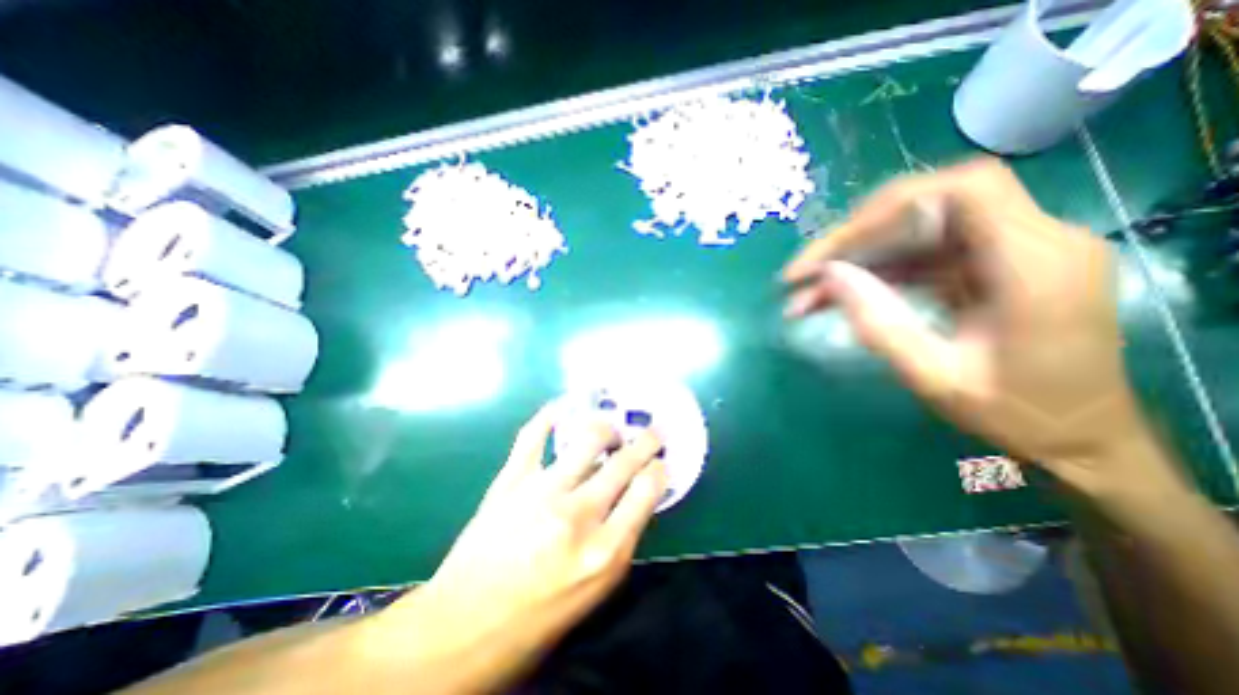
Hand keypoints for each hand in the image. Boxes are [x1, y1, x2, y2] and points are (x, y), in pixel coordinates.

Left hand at [378, 404, 666, 692]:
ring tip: (612, 429)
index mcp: (604, 552)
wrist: (462, 629)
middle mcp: (577, 515)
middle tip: (653, 430)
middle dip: (646, 440)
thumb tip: (634, 495)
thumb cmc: (538, 617)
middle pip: (624, 461)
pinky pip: (533, 435)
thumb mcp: (595, 590)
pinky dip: (550, 414)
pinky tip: (565, 406)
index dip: (659, 469)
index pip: (647, 490)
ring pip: (587, 438)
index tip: (660, 462)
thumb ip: (621, 538)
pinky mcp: (510, 480)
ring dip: (608, 426)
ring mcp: (541, 491)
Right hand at [781, 158, 1163, 490]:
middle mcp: (1029, 242)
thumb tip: (828, 275)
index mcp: (1034, 265)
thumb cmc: (1016, 415)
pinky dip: (870, 275)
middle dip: (853, 239)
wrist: (1078, 438)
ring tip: (804, 294)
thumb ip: (880, 324)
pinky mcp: (984, 267)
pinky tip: (835, 297)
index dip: (891, 205)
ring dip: (852, 261)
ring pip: (910, 235)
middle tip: (801, 274)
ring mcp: (1006, 253)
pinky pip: (916, 258)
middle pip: (925, 209)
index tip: (837, 247)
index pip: (966, 189)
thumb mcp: (935, 377)